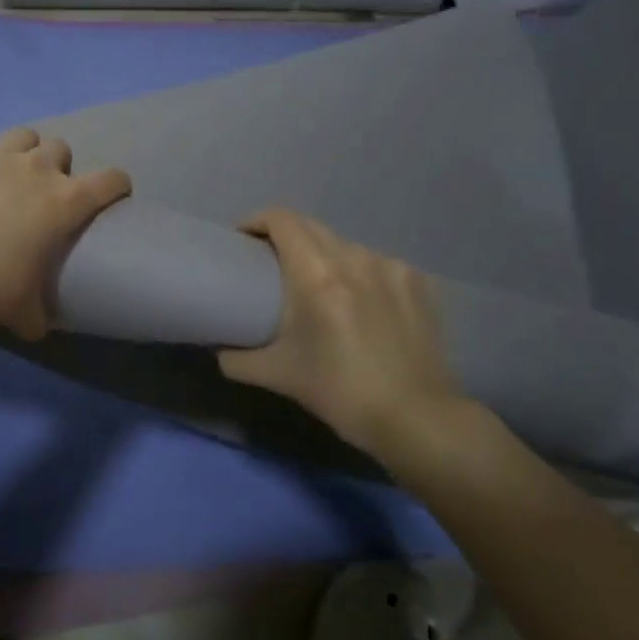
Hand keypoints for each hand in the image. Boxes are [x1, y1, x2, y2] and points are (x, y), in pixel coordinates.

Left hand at [0, 113, 131, 339]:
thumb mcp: (23, 311)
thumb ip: (36, 314)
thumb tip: (35, 328)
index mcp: (66, 202)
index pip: (110, 180)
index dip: (116, 185)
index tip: (113, 194)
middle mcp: (36, 169)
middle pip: (60, 148)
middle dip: (56, 166)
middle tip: (41, 192)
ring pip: (22, 134)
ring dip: (20, 149)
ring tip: (6, 171)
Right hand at [219, 209, 471, 461]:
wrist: (418, 419)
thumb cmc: (341, 392)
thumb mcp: (278, 376)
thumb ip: (238, 360)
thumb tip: (220, 351)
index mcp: (317, 275)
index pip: (281, 220)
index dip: (256, 221)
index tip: (243, 241)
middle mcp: (354, 258)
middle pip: (311, 226)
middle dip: (285, 237)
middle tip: (271, 264)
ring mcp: (391, 267)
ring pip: (345, 245)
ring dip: (324, 256)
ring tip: (318, 286)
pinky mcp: (418, 282)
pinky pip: (376, 263)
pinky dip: (359, 273)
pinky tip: (360, 302)